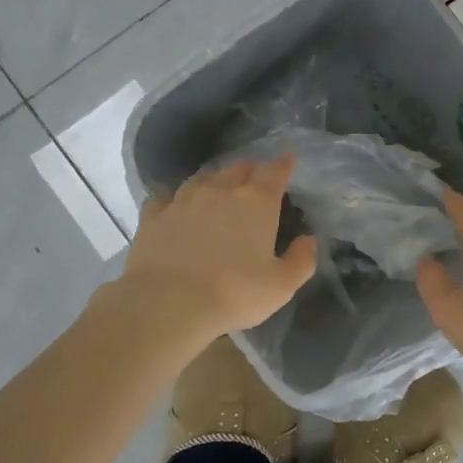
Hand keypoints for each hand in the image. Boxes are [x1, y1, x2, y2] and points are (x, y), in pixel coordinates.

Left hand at [113, 157, 316, 356]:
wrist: (168, 303)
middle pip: (238, 168)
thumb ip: (301, 260)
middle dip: (250, 170)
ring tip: (217, 188)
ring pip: (203, 177)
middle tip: (255, 179)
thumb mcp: (281, 286)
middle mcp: (220, 191)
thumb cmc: (234, 293)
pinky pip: (165, 197)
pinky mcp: (154, 215)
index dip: (283, 165)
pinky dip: (173, 198)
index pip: (274, 172)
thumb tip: (308, 240)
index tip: (287, 160)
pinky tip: (173, 205)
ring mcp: (184, 200)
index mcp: (256, 202)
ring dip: (214, 180)